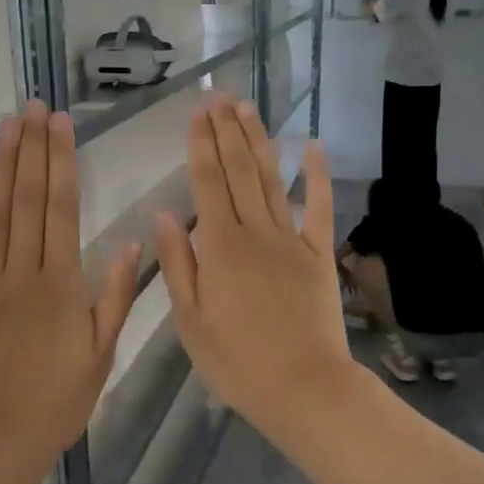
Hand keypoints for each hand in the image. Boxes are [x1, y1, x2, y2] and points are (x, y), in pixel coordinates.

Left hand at [0, 100, 139, 470]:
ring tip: (7, 126)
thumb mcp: (101, 354)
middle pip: (27, 200)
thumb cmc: (56, 401)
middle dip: (32, 149)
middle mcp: (22, 271)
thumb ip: (114, 296)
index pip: (61, 209)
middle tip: (34, 108)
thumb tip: (129, 242)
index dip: (61, 163)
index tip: (61, 125)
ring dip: (1, 166)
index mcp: (61, 283)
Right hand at [155, 97, 363, 440]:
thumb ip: (177, 264)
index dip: (200, 144)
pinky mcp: (319, 255)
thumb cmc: (236, 361)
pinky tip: (313, 147)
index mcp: (219, 247)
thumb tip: (163, 214)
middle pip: (238, 171)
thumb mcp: (190, 320)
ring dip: (258, 141)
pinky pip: (318, 208)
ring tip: (247, 108)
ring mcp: (291, 240)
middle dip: (226, 131)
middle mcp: (255, 232)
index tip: (197, 112)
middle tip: (220, 96)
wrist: (303, 388)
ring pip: (271, 180)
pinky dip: (317, 176)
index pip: (206, 183)